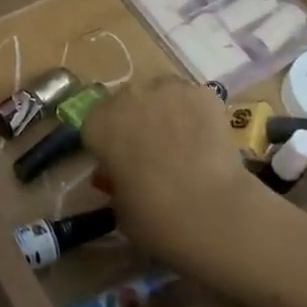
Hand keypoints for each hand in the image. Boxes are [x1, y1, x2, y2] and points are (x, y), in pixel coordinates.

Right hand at [82, 74, 261, 268]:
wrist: (210, 211)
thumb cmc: (155, 217)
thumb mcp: (119, 207)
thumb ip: (114, 182)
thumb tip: (117, 175)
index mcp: (99, 124)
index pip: (96, 124)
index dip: (109, 143)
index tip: (121, 163)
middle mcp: (127, 97)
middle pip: (127, 102)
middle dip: (137, 121)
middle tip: (154, 152)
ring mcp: (165, 89)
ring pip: (161, 93)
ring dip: (166, 111)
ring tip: (184, 142)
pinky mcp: (200, 92)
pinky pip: (192, 99)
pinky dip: (197, 113)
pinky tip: (208, 139)